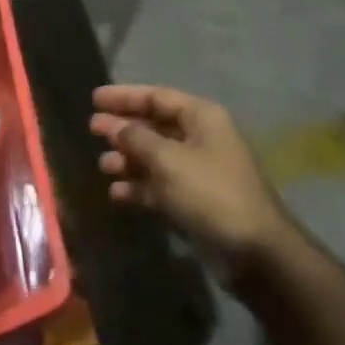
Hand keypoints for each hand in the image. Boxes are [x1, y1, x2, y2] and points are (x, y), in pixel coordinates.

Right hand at [90, 84, 289, 269]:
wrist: (253, 249)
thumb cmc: (210, 192)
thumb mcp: (168, 160)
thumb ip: (137, 138)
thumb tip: (114, 125)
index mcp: (202, 118)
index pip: (157, 96)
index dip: (125, 96)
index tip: (94, 99)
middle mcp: (201, 138)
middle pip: (155, 125)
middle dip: (123, 128)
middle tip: (91, 129)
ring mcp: (199, 170)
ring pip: (156, 156)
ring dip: (129, 159)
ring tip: (102, 165)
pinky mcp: (195, 200)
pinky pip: (161, 185)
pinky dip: (140, 187)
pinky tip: (117, 193)